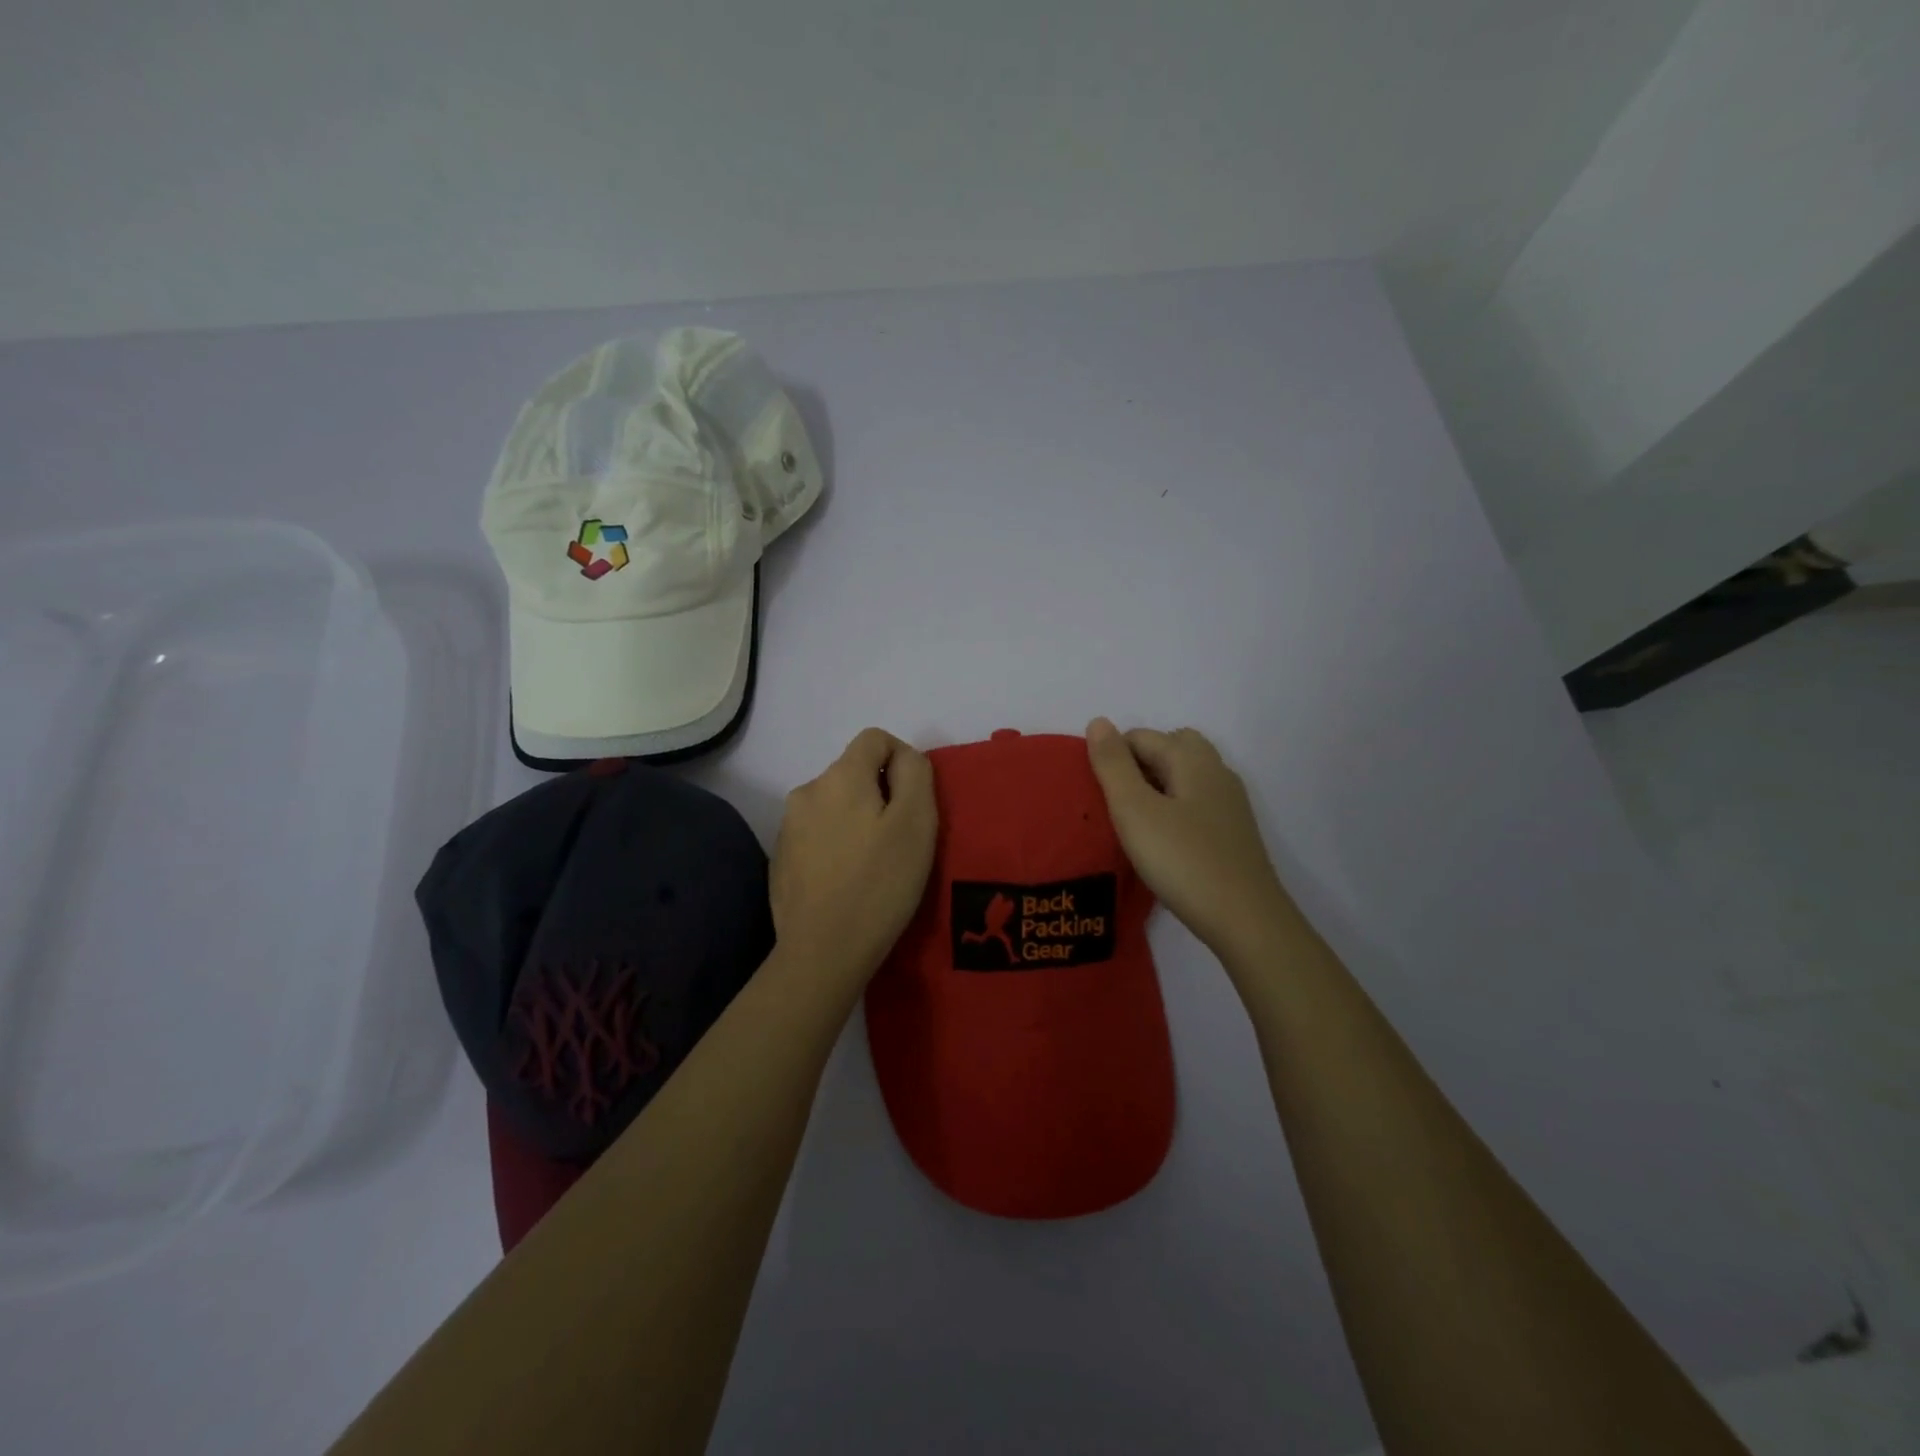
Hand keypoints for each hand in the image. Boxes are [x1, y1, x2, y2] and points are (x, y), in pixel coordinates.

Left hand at [771, 728, 937, 984]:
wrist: (823, 951)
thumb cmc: (880, 883)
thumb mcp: (917, 822)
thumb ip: (915, 773)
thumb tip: (903, 757)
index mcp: (840, 776)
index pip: (875, 738)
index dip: (902, 760)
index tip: (913, 803)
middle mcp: (807, 791)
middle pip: (853, 773)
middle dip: (879, 795)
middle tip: (898, 841)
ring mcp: (788, 826)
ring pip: (835, 804)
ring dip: (857, 821)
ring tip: (872, 864)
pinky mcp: (781, 858)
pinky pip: (817, 834)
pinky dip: (836, 845)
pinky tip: (846, 881)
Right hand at [1086, 718, 1294, 958]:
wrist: (1245, 919)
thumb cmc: (1182, 860)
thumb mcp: (1134, 810)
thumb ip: (1113, 765)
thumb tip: (1098, 721)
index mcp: (1191, 759)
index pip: (1141, 737)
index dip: (1113, 757)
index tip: (1097, 793)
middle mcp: (1216, 771)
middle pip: (1171, 747)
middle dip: (1138, 764)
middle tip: (1116, 802)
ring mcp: (1230, 803)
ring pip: (1186, 776)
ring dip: (1157, 786)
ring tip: (1135, 821)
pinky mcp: (1233, 832)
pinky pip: (1197, 802)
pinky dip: (1175, 808)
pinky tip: (1164, 840)